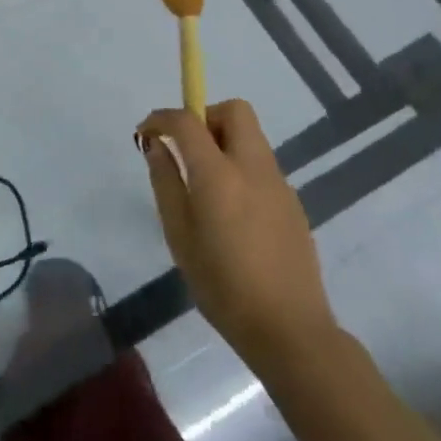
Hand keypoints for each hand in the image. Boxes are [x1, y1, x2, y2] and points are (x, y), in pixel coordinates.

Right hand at [138, 100, 336, 370]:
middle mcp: (253, 167)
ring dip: (224, 143)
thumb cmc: (222, 285)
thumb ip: (166, 182)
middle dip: (205, 117)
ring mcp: (279, 183)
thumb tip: (156, 145)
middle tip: (187, 150)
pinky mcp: (293, 203)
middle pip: (235, 110)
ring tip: (206, 187)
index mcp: (219, 174)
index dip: (162, 118)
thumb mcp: (179, 235)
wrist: (289, 330)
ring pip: (251, 137)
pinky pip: (261, 166)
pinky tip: (233, 213)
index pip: (187, 120)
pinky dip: (241, 168)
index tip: (147, 133)